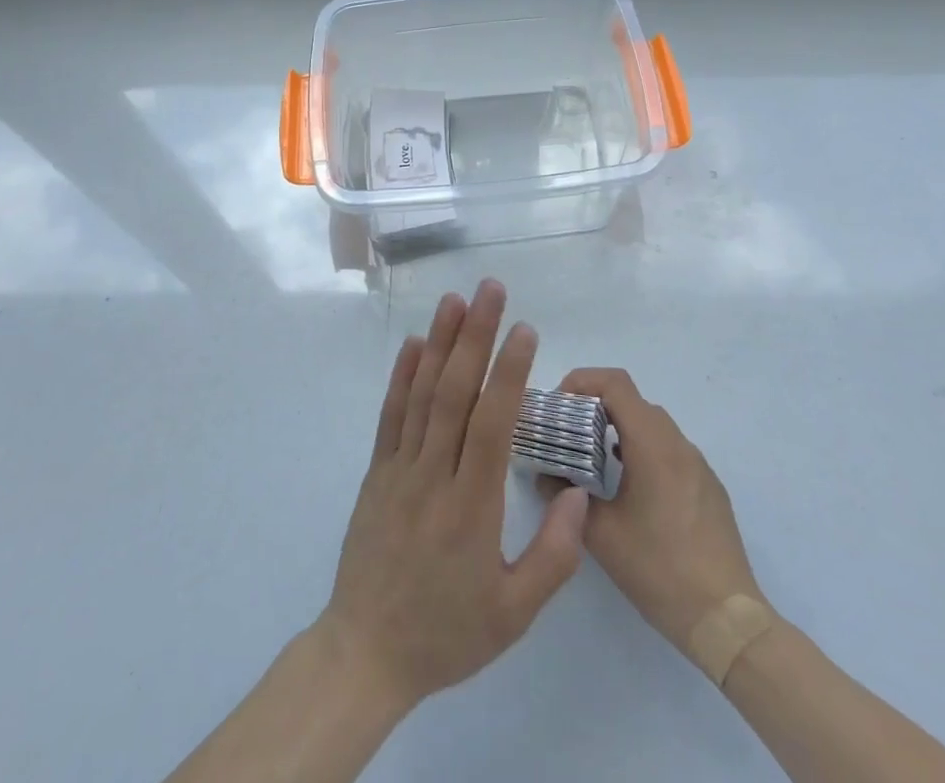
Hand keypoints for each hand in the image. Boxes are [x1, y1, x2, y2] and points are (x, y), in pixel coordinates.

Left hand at [319, 280, 589, 712]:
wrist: (366, 655)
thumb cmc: (446, 634)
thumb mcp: (513, 615)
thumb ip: (554, 555)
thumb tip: (578, 492)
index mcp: (470, 507)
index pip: (492, 424)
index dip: (509, 373)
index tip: (525, 331)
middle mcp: (432, 475)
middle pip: (455, 393)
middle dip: (475, 336)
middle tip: (491, 290)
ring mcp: (399, 469)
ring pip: (421, 394)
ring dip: (439, 342)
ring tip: (455, 299)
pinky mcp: (377, 472)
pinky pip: (390, 416)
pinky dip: (401, 375)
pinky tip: (412, 343)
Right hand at [548, 368, 767, 657]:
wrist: (726, 620)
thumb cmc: (659, 569)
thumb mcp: (600, 534)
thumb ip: (565, 496)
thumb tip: (544, 475)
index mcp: (652, 444)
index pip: (615, 383)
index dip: (582, 381)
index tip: (559, 406)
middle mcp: (678, 443)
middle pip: (632, 401)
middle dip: (596, 406)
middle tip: (568, 433)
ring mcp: (698, 465)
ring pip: (652, 425)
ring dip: (620, 429)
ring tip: (593, 460)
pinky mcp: (708, 487)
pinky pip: (670, 450)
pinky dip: (642, 450)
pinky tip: (629, 488)